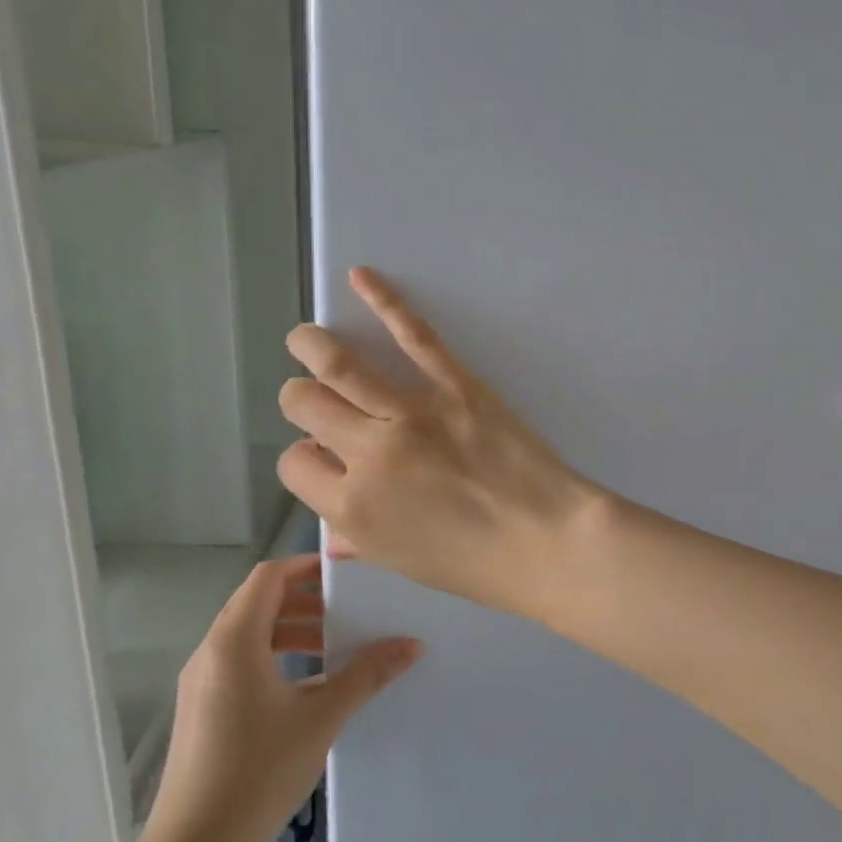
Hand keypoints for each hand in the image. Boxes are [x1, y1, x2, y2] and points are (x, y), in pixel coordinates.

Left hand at [144, 556, 420, 841]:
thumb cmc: (259, 770)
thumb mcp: (323, 716)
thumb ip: (367, 674)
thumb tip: (413, 644)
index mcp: (234, 641)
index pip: (267, 577)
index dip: (305, 566)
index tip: (345, 575)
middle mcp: (211, 653)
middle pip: (259, 603)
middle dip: (305, 603)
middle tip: (348, 615)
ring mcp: (202, 683)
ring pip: (250, 635)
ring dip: (292, 632)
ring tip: (334, 651)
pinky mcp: (202, 710)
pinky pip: (241, 663)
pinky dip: (276, 659)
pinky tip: (309, 688)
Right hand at [276, 267, 607, 619]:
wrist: (547, 539)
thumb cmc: (477, 564)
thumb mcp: (404, 562)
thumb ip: (360, 538)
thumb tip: (334, 530)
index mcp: (350, 506)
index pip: (294, 463)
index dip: (304, 456)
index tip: (323, 454)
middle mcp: (367, 453)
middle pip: (305, 406)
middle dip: (299, 398)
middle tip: (311, 395)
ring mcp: (411, 413)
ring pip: (340, 365)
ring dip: (312, 344)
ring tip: (305, 337)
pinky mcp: (456, 386)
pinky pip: (413, 336)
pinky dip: (385, 301)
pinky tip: (362, 278)